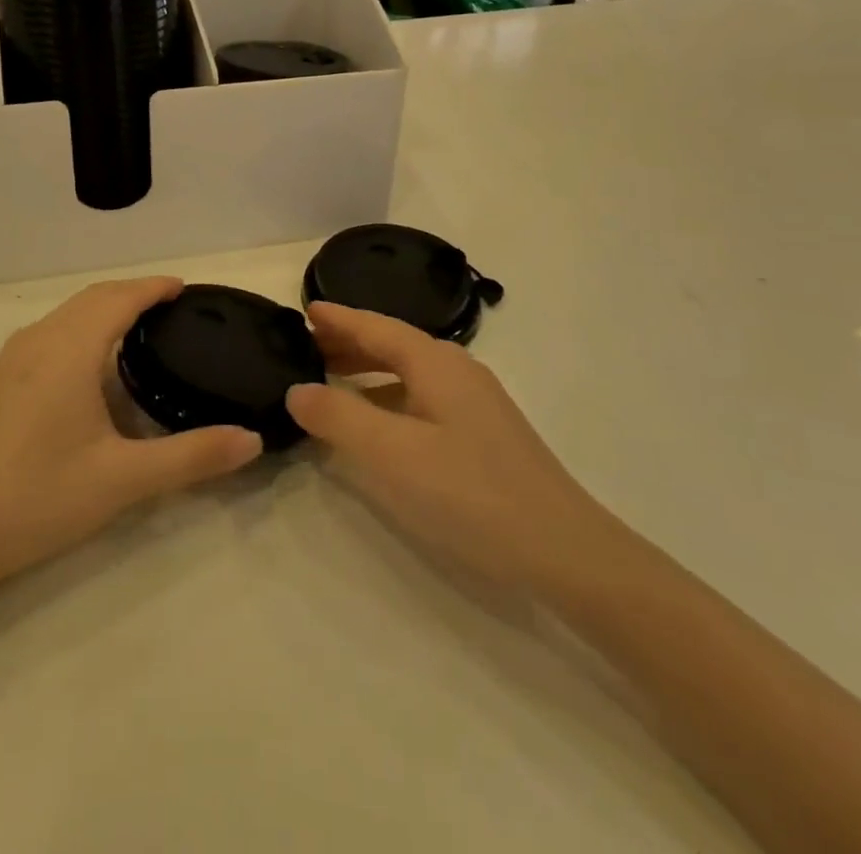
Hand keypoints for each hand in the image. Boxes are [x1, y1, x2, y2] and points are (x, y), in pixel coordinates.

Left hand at [0, 277, 262, 585]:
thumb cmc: (39, 497)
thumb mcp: (124, 479)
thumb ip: (192, 456)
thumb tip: (251, 440)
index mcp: (71, 348)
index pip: (120, 297)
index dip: (155, 287)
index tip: (186, 289)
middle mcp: (40, 339)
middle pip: (94, 298)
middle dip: (134, 294)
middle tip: (173, 310)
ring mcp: (14, 358)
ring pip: (69, 314)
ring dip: (106, 310)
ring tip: (142, 331)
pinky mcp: (0, 379)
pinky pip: (52, 333)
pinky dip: (84, 329)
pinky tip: (95, 367)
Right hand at [287, 302, 609, 599]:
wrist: (564, 550)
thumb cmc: (471, 493)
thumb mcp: (393, 454)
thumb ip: (339, 417)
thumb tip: (297, 389)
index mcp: (435, 363)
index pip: (376, 327)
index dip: (339, 318)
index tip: (305, 310)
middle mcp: (456, 371)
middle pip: (392, 345)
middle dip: (348, 342)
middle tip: (304, 346)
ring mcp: (473, 402)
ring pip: (407, 372)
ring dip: (367, 371)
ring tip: (329, 379)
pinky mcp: (480, 433)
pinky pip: (420, 398)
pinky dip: (387, 397)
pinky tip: (374, 424)